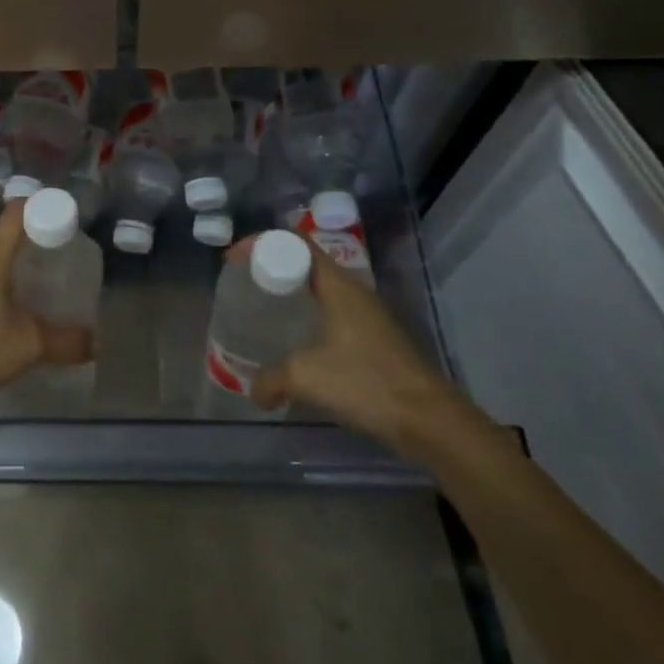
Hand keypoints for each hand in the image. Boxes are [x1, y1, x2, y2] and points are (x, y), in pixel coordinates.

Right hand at [246, 234, 474, 452]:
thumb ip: (272, 379)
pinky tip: (294, 343)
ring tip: (263, 309)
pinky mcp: (373, 339)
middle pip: (306, 262)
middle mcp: (352, 290)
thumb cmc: (366, 382)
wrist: (430, 420)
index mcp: (337, 284)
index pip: (295, 242)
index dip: (262, 243)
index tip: (234, 259)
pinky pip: (331, 313)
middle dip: (272, 266)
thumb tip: (253, 392)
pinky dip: (307, 317)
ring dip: (291, 293)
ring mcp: (366, 315)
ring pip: (320, 289)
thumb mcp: (307, 377)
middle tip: (244, 283)